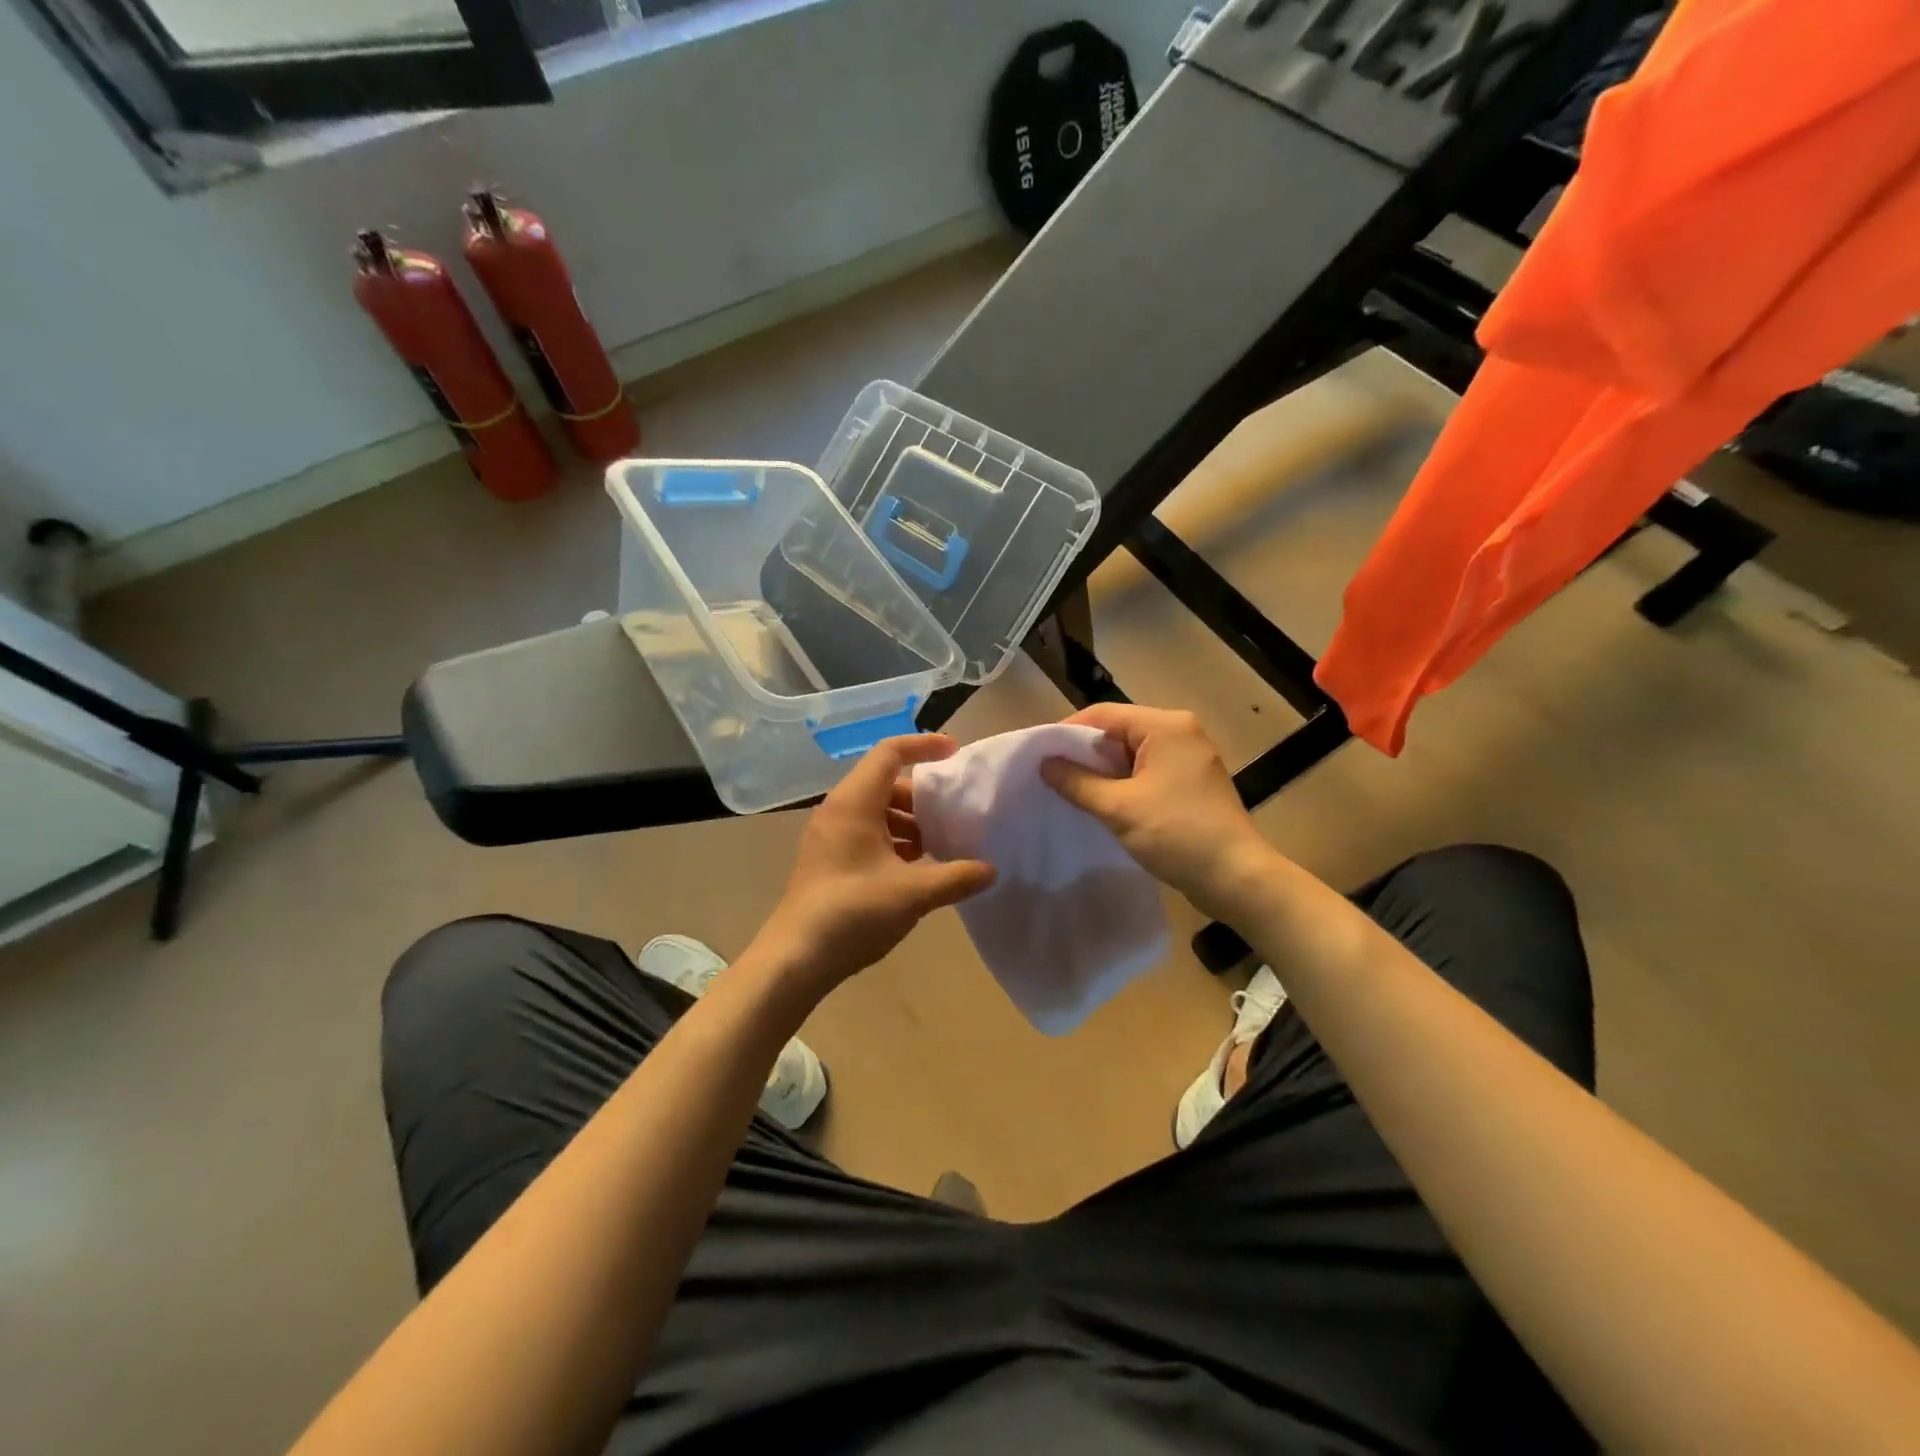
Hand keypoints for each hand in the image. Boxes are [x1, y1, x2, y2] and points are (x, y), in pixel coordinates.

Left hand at [756, 735, 995, 996]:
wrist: (795, 958)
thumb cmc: (853, 912)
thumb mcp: (913, 893)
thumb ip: (956, 877)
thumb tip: (991, 870)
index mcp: (854, 802)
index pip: (890, 753)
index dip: (924, 746)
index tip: (956, 753)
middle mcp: (838, 810)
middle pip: (885, 783)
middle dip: (922, 796)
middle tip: (954, 815)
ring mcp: (829, 836)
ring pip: (876, 811)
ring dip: (909, 823)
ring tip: (939, 847)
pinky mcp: (828, 860)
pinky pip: (865, 834)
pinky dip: (893, 841)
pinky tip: (914, 871)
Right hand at [1040, 704, 1271, 917]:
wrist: (1236, 878)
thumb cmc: (1177, 834)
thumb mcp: (1118, 807)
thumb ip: (1077, 782)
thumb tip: (1044, 764)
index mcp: (1166, 725)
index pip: (1104, 714)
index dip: (1067, 732)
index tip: (1039, 755)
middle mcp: (1180, 732)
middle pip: (1118, 731)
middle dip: (1083, 753)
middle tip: (1050, 774)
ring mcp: (1188, 757)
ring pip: (1131, 754)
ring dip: (1102, 771)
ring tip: (1069, 790)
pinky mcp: (1190, 782)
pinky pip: (1146, 771)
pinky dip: (1122, 783)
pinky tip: (1101, 803)